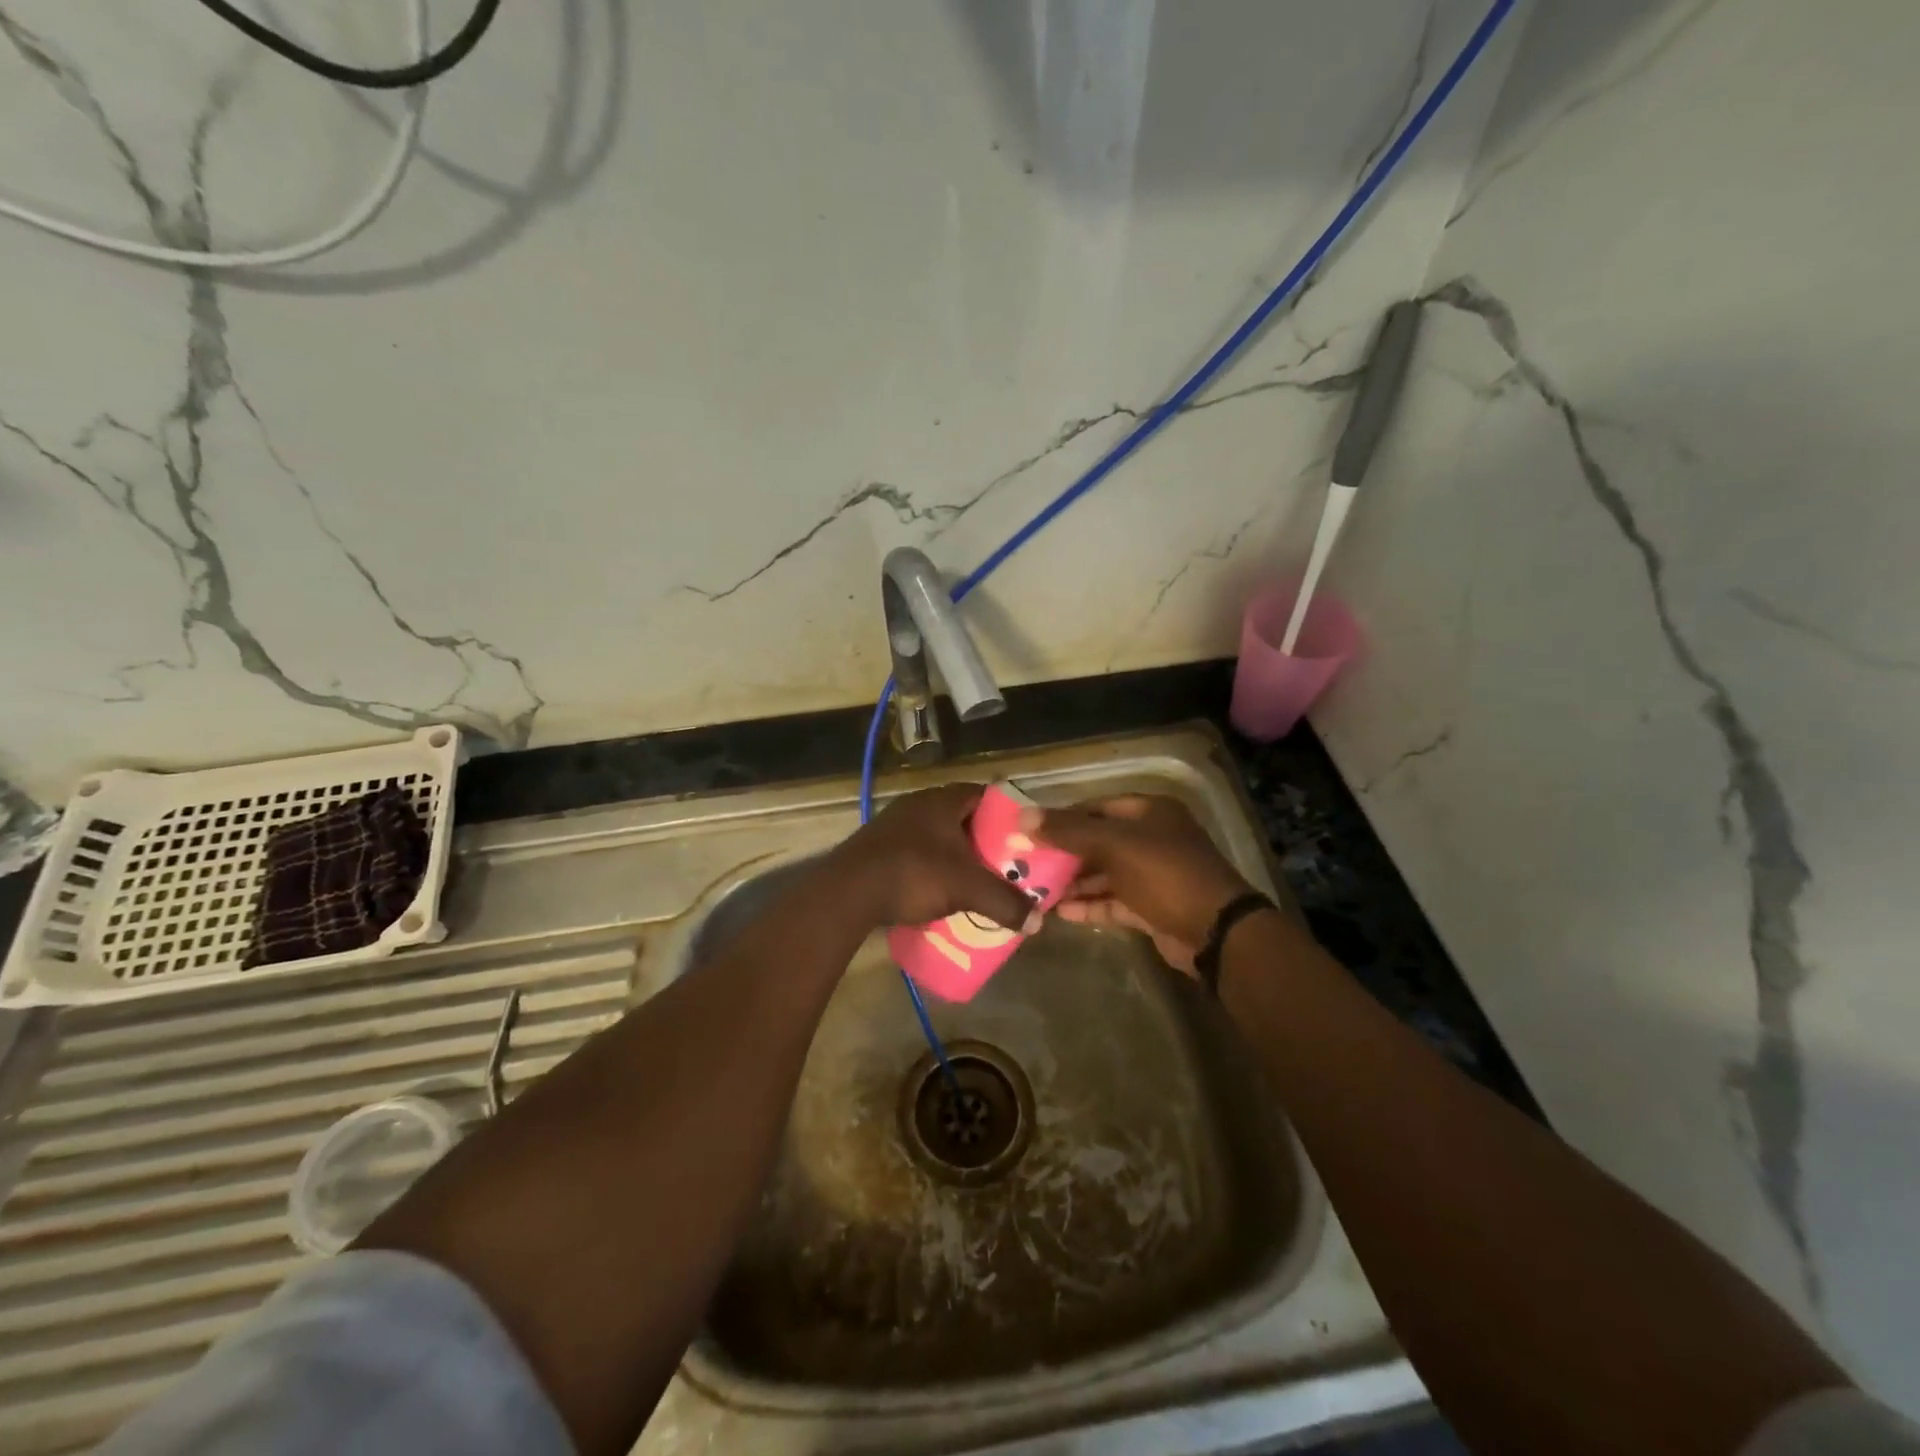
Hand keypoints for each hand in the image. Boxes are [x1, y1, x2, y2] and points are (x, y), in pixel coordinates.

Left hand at [828, 784, 1035, 931]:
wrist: (847, 892)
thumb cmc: (914, 874)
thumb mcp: (967, 889)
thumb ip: (1004, 903)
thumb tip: (1038, 922)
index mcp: (942, 800)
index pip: (984, 794)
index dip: (1007, 813)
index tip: (1023, 836)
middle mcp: (918, 804)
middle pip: (961, 816)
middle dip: (983, 839)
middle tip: (1004, 862)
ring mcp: (893, 824)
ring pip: (936, 834)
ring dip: (954, 854)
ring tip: (974, 878)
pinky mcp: (877, 847)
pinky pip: (915, 851)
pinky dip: (931, 866)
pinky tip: (937, 888)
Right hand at [1023, 794, 1253, 976]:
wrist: (1215, 931)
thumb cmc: (1165, 873)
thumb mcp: (1115, 845)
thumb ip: (1069, 831)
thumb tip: (1023, 817)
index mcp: (1150, 812)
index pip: (1096, 807)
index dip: (1063, 817)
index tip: (1030, 831)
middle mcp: (1152, 838)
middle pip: (1099, 841)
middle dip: (1064, 854)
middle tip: (1027, 863)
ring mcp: (1153, 875)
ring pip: (1104, 873)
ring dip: (1073, 882)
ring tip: (1035, 890)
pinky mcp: (1151, 907)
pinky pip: (1113, 901)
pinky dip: (1089, 904)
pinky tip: (1059, 912)